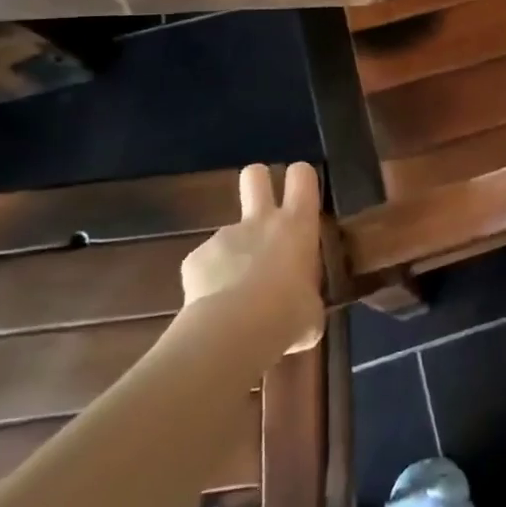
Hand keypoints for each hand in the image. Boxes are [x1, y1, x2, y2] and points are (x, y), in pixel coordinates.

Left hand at [179, 162, 323, 350]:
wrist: (234, 331)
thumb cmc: (288, 315)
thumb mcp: (311, 310)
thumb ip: (307, 298)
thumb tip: (303, 310)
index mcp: (297, 225)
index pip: (302, 176)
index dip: (300, 178)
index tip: (301, 194)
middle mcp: (261, 220)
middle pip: (255, 175)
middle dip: (258, 181)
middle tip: (262, 206)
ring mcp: (225, 235)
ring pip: (229, 234)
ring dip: (233, 255)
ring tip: (234, 297)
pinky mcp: (194, 258)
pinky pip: (205, 265)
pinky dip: (208, 282)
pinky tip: (212, 309)